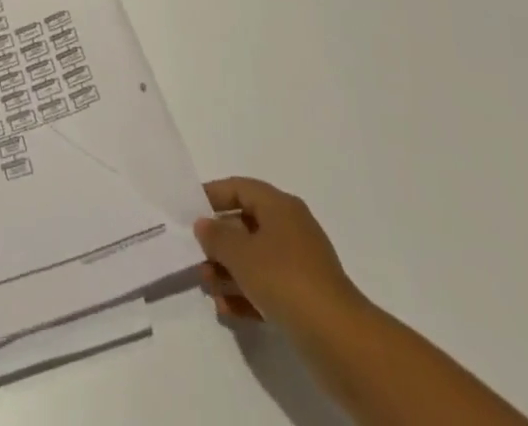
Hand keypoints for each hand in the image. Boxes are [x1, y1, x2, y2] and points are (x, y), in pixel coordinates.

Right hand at [194, 177, 365, 334]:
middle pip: (246, 225)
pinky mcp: (304, 298)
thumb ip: (217, 236)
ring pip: (255, 260)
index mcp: (280, 206)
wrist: (338, 340)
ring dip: (228, 272)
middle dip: (218, 242)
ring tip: (206, 286)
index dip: (213, 195)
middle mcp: (290, 229)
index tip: (188, 209)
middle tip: (194, 256)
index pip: (240, 188)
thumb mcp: (241, 253)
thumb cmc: (285, 280)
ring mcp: (299, 265)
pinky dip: (246, 295)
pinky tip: (226, 310)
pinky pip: (267, 288)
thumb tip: (203, 224)